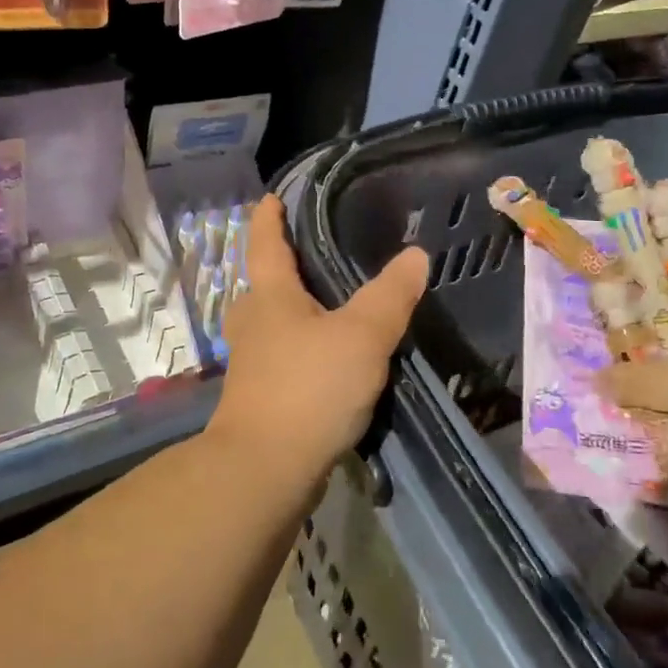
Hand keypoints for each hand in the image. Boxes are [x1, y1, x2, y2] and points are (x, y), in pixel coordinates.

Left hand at [212, 196, 426, 479]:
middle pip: (263, 286)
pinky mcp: (261, 397)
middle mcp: (254, 324)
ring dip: (293, 312)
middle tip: (312, 256)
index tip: (270, 198)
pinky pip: (283, 358)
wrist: (265, 469)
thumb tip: (415, 254)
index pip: (267, 245)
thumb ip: (389, 296)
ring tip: (328, 307)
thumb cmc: (309, 388)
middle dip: (281, 268)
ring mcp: (253, 364)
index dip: (269, 218)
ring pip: (273, 324)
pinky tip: (327, 360)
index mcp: (271, 298)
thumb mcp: (362, 337)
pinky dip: (302, 349)